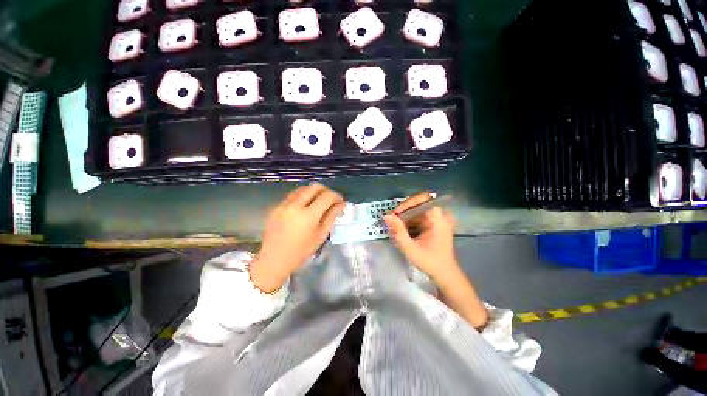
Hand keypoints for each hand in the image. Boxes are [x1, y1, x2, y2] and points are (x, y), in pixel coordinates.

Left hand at [250, 183, 344, 291]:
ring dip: (314, 192)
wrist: (273, 260)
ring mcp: (284, 204)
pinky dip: (303, 196)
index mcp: (308, 215)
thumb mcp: (320, 235)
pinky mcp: (276, 206)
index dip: (337, 196)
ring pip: (303, 188)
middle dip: (326, 191)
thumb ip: (331, 217)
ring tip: (317, 203)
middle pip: (315, 186)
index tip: (340, 202)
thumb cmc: (301, 251)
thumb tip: (341, 204)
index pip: (327, 196)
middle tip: (330, 201)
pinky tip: (304, 207)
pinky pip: (293, 194)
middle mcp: (295, 205)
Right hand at [385, 193, 488, 328]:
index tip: (395, 214)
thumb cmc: (429, 262)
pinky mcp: (435, 223)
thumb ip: (398, 231)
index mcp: (438, 219)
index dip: (407, 204)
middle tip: (393, 221)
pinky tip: (404, 230)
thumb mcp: (410, 248)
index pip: (422, 199)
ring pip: (418, 209)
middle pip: (419, 203)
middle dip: (404, 211)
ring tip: (396, 228)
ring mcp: (438, 219)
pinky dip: (410, 221)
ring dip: (406, 217)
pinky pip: (420, 216)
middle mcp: (440, 215)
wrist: (444, 273)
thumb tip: (386, 215)